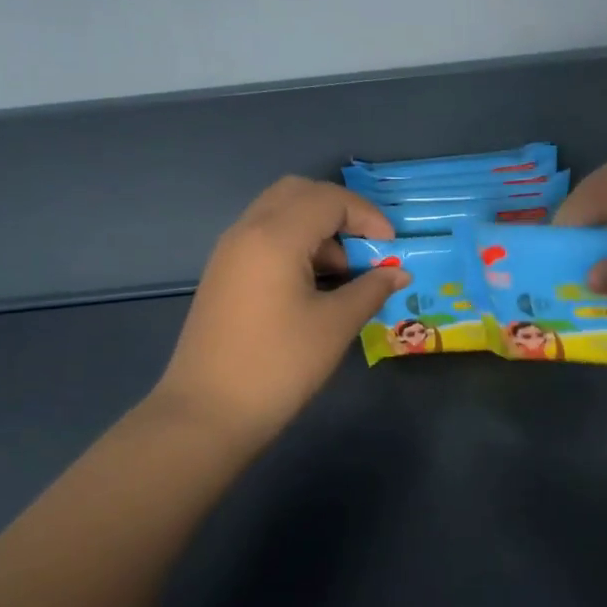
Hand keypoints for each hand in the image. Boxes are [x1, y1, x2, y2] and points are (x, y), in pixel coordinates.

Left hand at [152, 177, 409, 448]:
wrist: (207, 413)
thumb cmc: (279, 365)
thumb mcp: (335, 325)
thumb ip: (371, 289)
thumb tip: (398, 273)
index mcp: (275, 236)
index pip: (329, 199)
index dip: (367, 216)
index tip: (392, 248)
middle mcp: (247, 231)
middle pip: (299, 193)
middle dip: (340, 212)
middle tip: (366, 247)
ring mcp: (229, 252)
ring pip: (279, 213)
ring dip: (317, 229)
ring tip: (344, 274)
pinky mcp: (223, 274)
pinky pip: (264, 237)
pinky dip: (295, 245)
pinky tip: (314, 286)